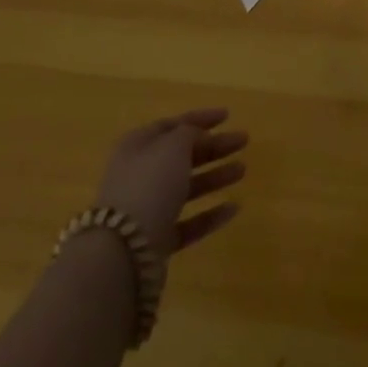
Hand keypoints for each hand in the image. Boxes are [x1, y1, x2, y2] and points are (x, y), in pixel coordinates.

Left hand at [93, 109, 248, 269]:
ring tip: (242, 170)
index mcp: (137, 146)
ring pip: (186, 188)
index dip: (200, 118)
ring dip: (215, 177)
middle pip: (182, 155)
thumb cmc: (149, 185)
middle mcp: (140, 175)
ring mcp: (148, 209)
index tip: (228, 115)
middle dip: (213, 147)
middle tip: (243, 141)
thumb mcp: (172, 147)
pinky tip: (234, 208)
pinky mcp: (157, 240)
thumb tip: (197, 134)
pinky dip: (210, 214)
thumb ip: (189, 134)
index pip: (172, 125)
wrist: (124, 251)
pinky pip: (188, 222)